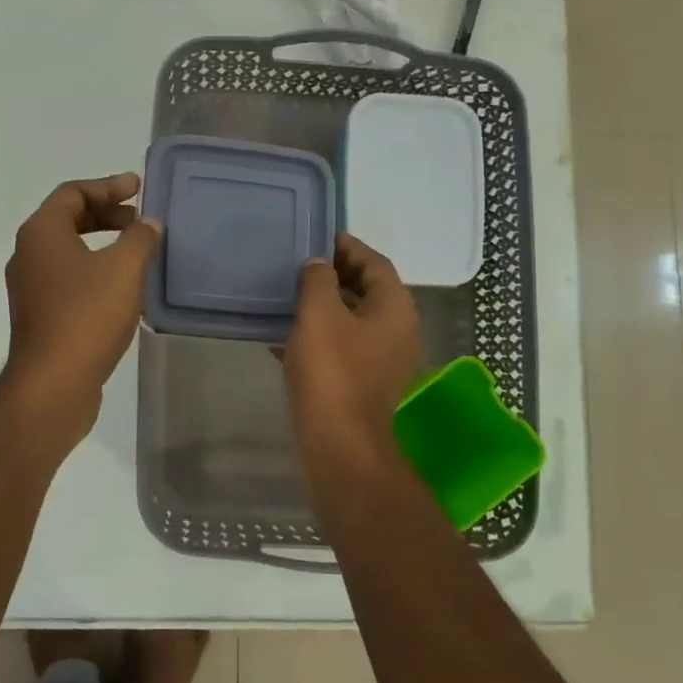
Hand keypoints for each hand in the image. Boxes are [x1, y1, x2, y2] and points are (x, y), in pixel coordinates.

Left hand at [1, 173, 160, 435]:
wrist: (53, 384)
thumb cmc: (86, 315)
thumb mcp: (123, 269)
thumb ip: (140, 238)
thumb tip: (148, 223)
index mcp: (41, 233)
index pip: (73, 193)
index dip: (108, 186)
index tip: (138, 188)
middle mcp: (28, 255)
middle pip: (68, 219)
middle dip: (106, 214)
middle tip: (140, 219)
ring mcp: (31, 288)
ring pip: (69, 252)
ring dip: (102, 244)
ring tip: (136, 251)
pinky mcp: (40, 316)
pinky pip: (69, 280)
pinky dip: (95, 272)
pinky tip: (123, 288)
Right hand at [285, 233, 424, 483]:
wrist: (340, 445)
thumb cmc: (332, 372)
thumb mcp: (319, 315)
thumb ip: (318, 280)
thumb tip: (319, 264)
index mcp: (394, 307)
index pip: (375, 263)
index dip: (348, 246)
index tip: (319, 237)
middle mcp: (396, 330)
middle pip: (368, 290)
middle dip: (335, 275)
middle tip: (300, 265)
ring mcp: (382, 359)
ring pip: (353, 320)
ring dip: (325, 306)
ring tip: (289, 296)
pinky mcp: (364, 383)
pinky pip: (343, 346)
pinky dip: (320, 335)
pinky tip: (286, 337)